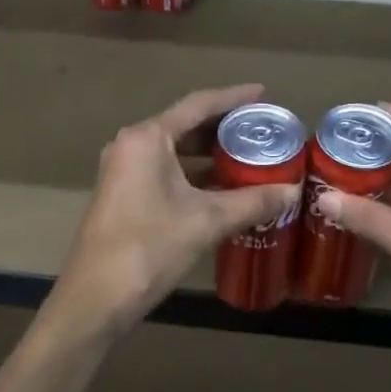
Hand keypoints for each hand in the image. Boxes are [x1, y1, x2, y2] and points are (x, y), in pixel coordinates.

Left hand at [46, 85, 301, 340]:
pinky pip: (163, 171)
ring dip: (208, 154)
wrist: (97, 297)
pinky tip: (221, 188)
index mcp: (147, 138)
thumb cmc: (150, 248)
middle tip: (261, 131)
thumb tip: (293, 191)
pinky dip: (192, 174)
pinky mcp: (122, 195)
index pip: (197, 105)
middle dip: (223, 128)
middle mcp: (130, 145)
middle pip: (184, 125)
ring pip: (174, 151)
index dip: (233, 98)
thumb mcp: (207, 221)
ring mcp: (122, 171)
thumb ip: (252, 202)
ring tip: (248, 157)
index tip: (263, 94)